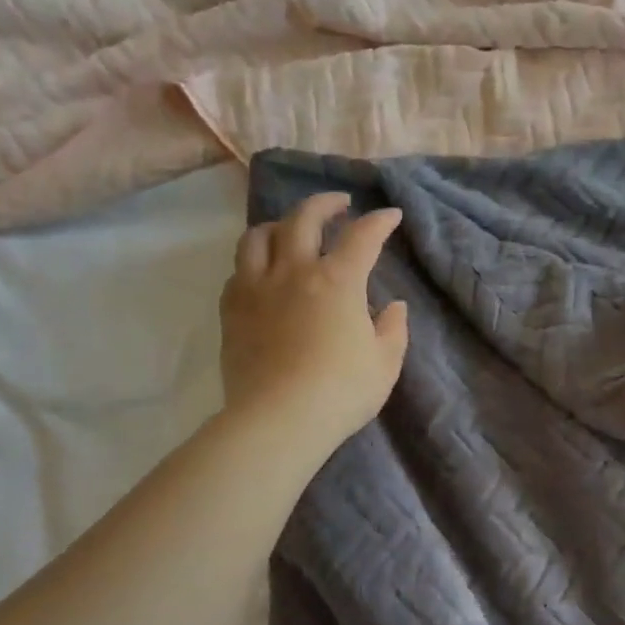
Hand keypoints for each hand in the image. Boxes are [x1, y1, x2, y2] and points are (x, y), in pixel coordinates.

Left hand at [221, 193, 408, 461]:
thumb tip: (392, 307)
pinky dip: (254, 261)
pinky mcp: (232, 310)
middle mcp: (295, 272)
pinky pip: (238, 270)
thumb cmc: (341, 392)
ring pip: (259, 235)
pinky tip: (263, 272)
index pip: (363, 236)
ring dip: (280, 224)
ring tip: (290, 230)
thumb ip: (392, 329)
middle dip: (326, 203)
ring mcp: (257, 288)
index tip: (390, 216)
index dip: (380, 221)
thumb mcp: (385, 363)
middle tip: (339, 205)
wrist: (278, 421)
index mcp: (338, 281)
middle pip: (304, 218)